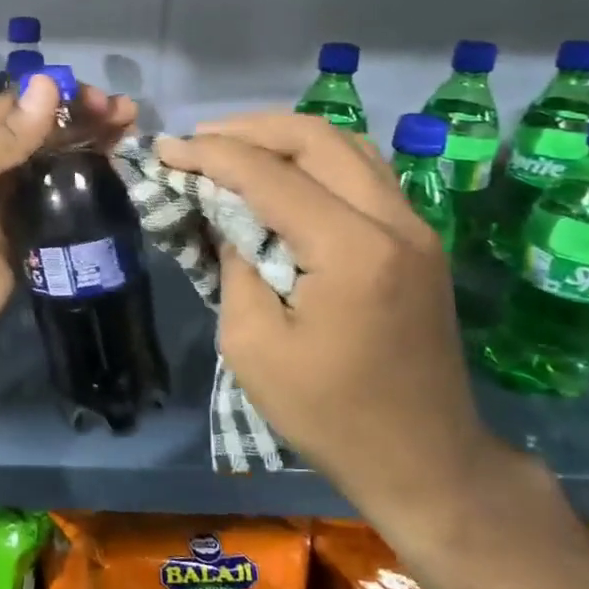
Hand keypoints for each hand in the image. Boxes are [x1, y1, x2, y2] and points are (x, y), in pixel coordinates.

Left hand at [0, 77, 137, 378]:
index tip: (100, 99)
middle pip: (44, 136)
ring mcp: (9, 211)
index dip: (58, 97)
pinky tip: (115, 187)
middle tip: (127, 116)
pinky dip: (87, 198)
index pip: (19, 107)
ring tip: (129, 140)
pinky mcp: (26, 247)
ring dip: (91, 153)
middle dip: (83, 120)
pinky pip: (61, 214)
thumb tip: (47, 85)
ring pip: (57, 171)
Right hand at [156, 113, 493, 515]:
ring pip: (347, 146)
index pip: (271, 175)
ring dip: (285, 138)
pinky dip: (316, 160)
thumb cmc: (328, 413)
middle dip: (249, 129)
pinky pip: (364, 173)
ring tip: (234, 149)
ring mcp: (415, 228)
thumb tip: (227, 218)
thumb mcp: (252, 345)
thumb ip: (235, 266)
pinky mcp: (418, 242)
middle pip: (317, 139)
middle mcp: (394, 222)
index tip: (165, 148)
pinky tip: (284, 175)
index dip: (211, 155)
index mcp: (352, 251)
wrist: (423, 459)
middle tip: (198, 140)